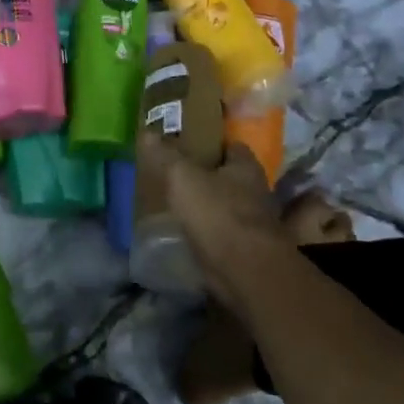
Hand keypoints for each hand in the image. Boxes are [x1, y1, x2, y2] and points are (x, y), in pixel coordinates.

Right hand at [137, 134, 302, 317]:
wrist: (244, 270)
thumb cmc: (217, 213)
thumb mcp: (182, 176)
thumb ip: (166, 154)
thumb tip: (147, 132)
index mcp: (246, 167)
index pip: (232, 146)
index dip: (212, 144)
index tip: (188, 145)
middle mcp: (256, 192)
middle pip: (230, 177)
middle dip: (209, 176)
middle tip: (178, 174)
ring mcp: (254, 223)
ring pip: (227, 206)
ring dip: (209, 206)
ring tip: (178, 204)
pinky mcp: (246, 250)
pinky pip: (223, 233)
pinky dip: (209, 232)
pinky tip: (187, 232)